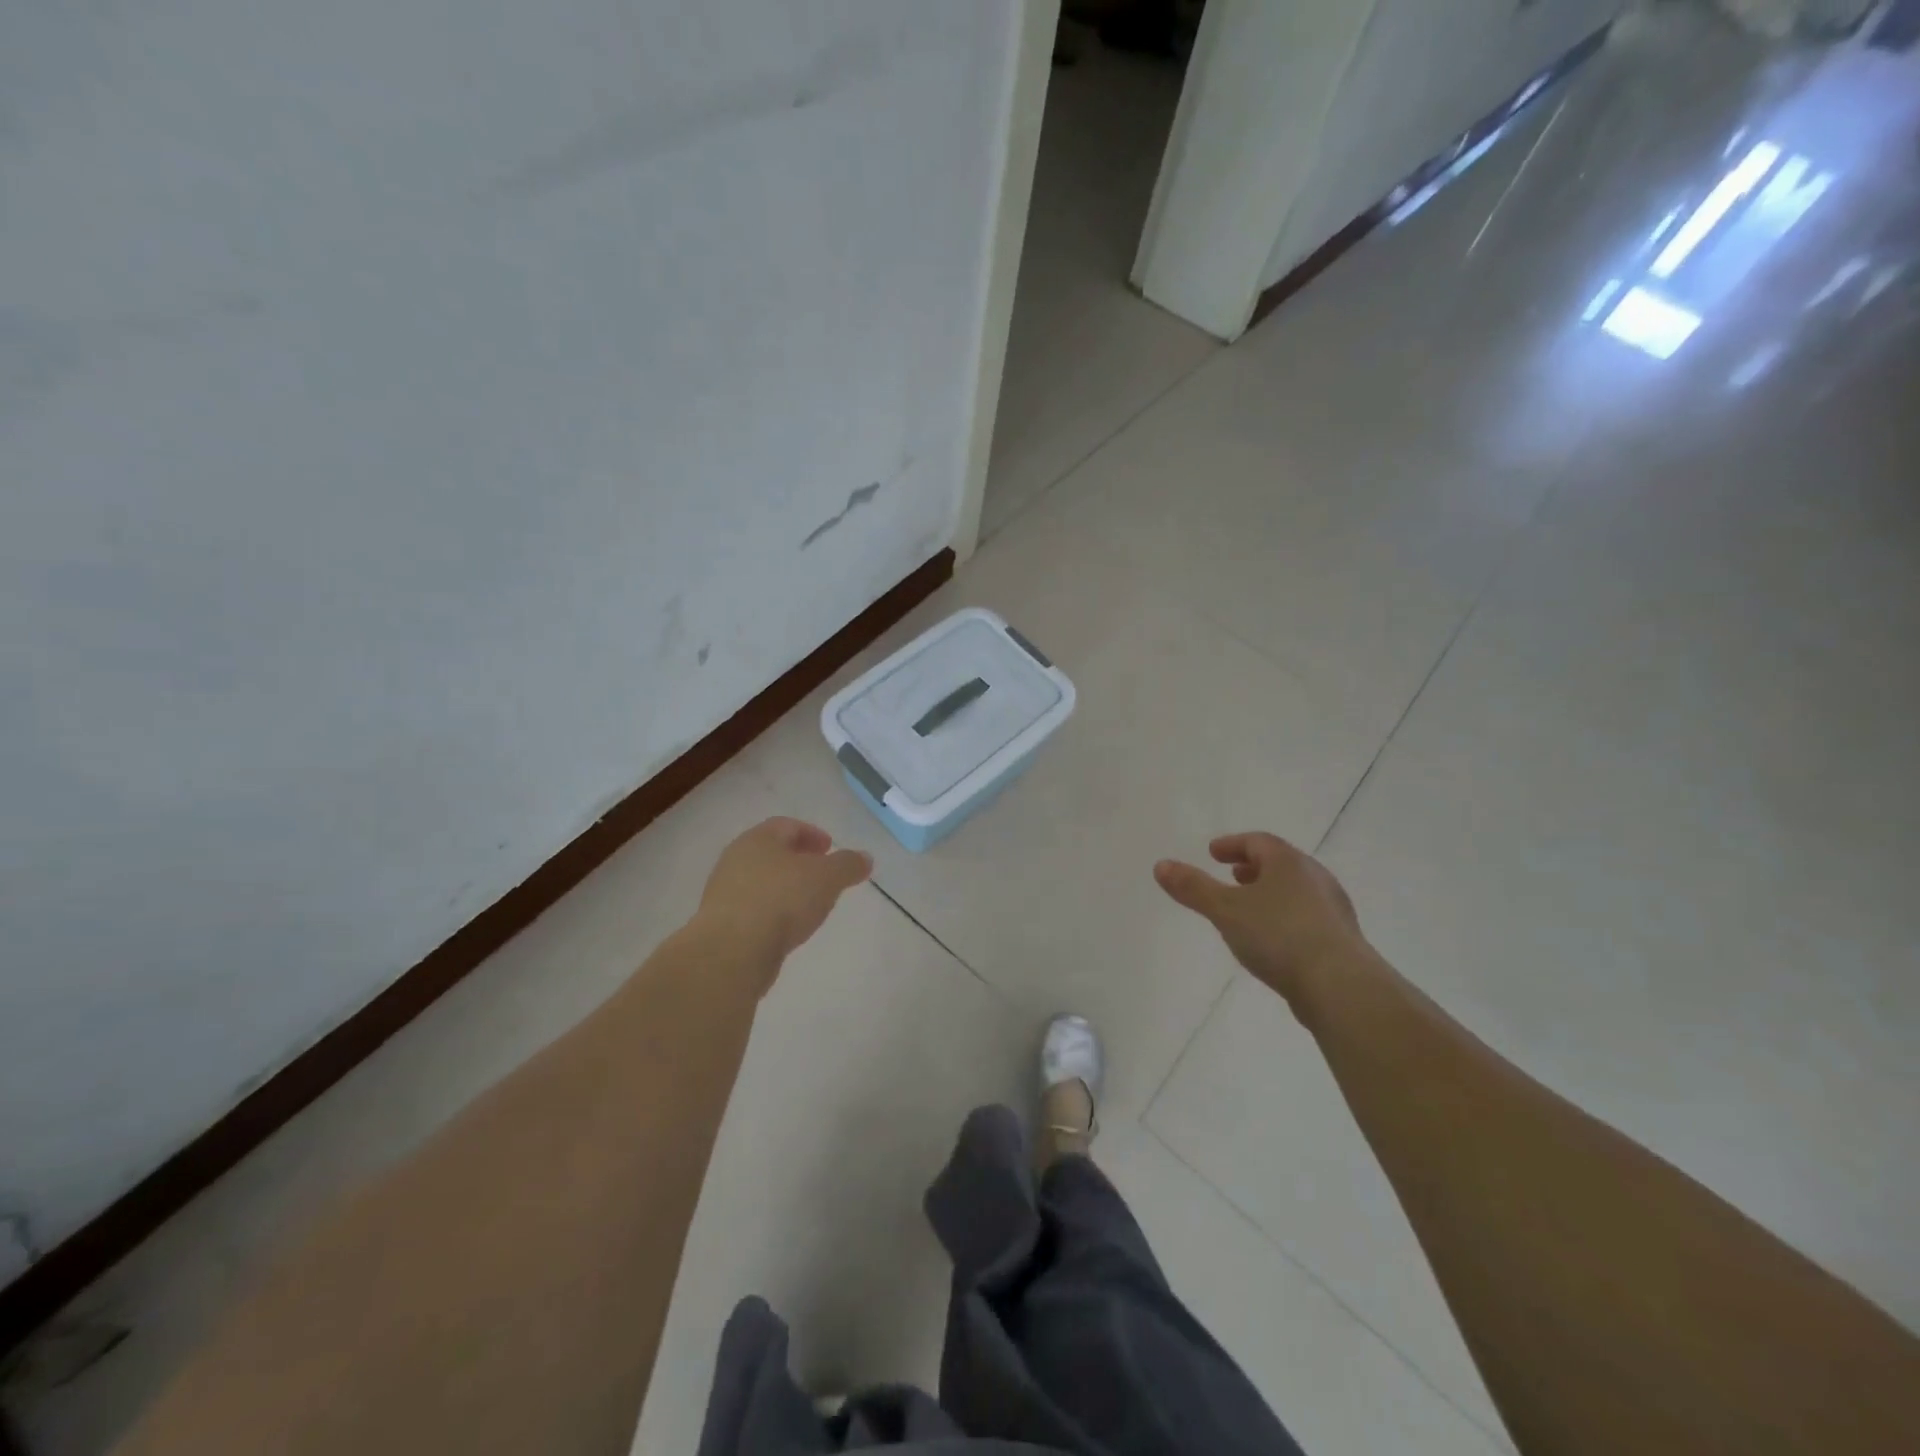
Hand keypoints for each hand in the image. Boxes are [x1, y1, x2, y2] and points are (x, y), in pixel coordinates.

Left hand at [693, 817, 872, 991]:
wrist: (732, 952)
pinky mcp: (721, 924)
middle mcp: (736, 859)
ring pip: (762, 881)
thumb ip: (848, 865)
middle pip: (772, 852)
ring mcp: (724, 892)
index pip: (787, 825)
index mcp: (758, 839)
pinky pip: (753, 908)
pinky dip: (773, 910)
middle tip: (822, 873)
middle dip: (799, 860)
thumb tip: (865, 858)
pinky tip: (788, 927)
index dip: (811, 833)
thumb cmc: (782, 901)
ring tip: (809, 903)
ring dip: (785, 886)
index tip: (830, 848)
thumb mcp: (827, 878)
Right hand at [1154, 832, 1366, 1006]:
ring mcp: (1332, 910)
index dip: (1233, 844)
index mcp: (1289, 863)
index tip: (1213, 853)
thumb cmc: (1279, 936)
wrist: (1341, 987)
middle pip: (1280, 864)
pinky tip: (1272, 940)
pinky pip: (1306, 917)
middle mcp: (1315, 879)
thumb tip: (1160, 865)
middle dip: (1253, 868)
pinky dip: (1284, 917)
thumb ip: (1192, 887)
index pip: (1258, 842)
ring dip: (1270, 893)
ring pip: (1295, 892)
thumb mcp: (1225, 910)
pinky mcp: (1340, 941)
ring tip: (1248, 908)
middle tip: (1232, 874)